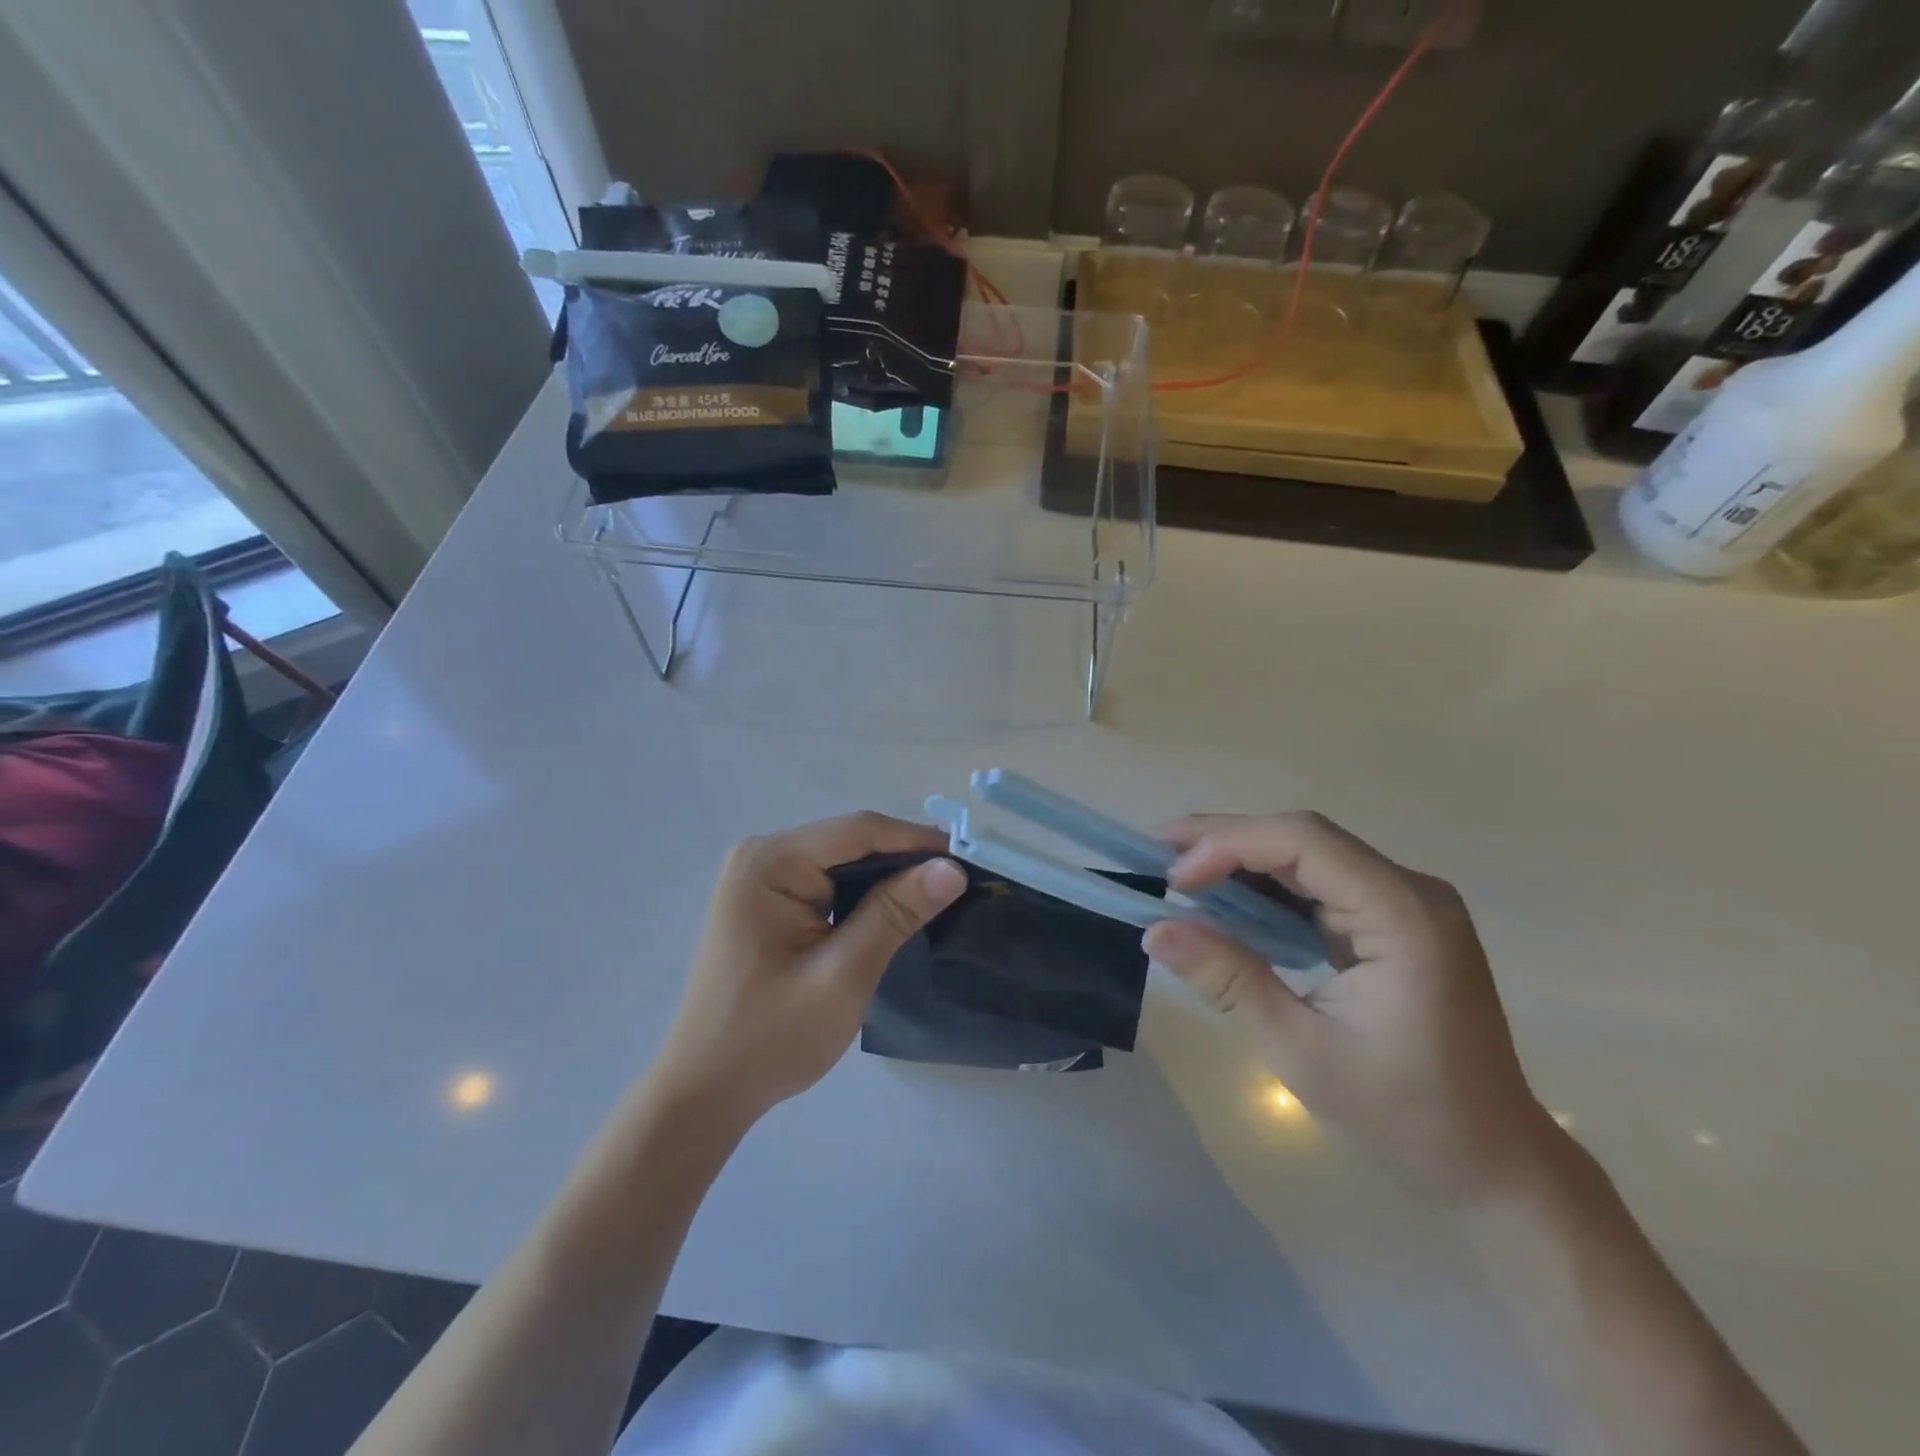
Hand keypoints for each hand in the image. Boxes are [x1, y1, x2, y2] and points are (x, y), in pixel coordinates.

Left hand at [647, 813, 966, 1130]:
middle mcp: (762, 855)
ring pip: (842, 862)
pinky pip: (827, 883)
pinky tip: (892, 913)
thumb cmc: (771, 1037)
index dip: (918, 840)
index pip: (859, 830)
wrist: (705, 1092)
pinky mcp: (767, 901)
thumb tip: (951, 868)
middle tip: (958, 885)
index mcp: (770, 861)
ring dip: (886, 879)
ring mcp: (761, 877)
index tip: (968, 861)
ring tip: (936, 899)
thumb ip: (895, 914)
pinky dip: (862, 896)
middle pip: (850, 841)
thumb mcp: (843, 975)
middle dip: (904, 860)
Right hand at [1143, 813, 1558, 1201]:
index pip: (1304, 841)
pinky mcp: (1395, 920)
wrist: (1493, 1161)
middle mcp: (1411, 891)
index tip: (1174, 879)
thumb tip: (1155, 931)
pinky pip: (1321, 881)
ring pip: (1309, 852)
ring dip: (1242, 858)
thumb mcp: (1299, 1051)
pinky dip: (1268, 886)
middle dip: (1226, 839)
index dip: (1230, 844)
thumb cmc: (1404, 1115)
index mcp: (1404, 916)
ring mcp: (1407, 902)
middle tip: (1157, 854)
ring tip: (1180, 872)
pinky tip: (1228, 900)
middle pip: (1304, 836)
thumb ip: (1228, 980)